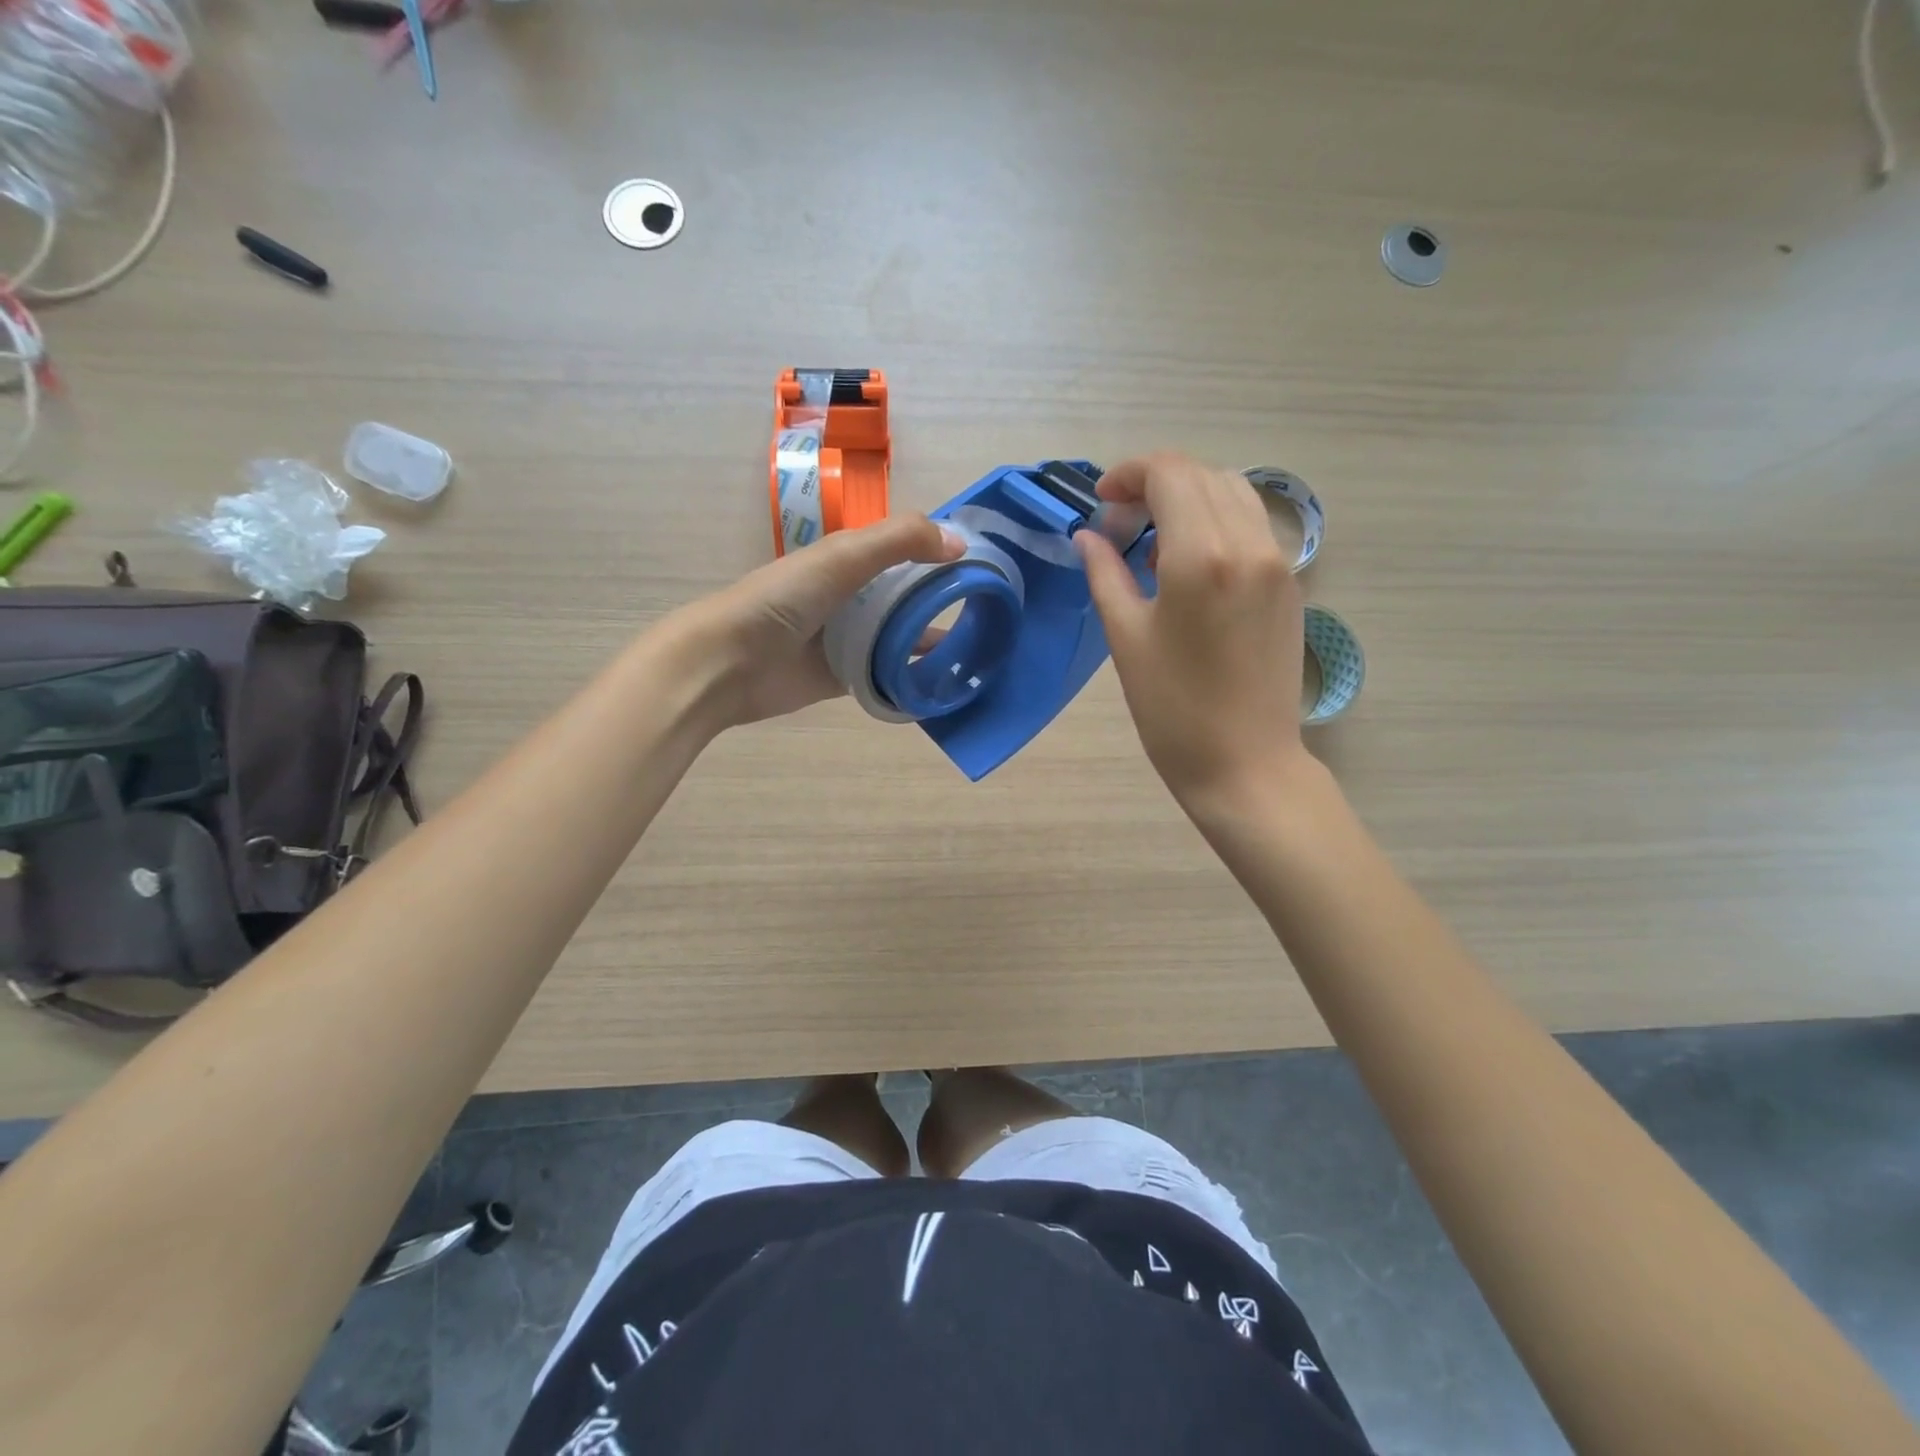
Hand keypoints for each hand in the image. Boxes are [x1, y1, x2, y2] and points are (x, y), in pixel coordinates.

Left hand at [680, 515, 962, 726]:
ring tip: (976, 652)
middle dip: (943, 602)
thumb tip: (960, 543)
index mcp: (850, 559)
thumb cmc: (785, 599)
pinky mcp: (844, 678)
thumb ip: (900, 541)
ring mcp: (848, 639)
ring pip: (900, 636)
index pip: (906, 549)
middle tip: (992, 616)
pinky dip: (910, 676)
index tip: (986, 567)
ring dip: (932, 641)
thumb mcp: (844, 556)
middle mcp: (852, 596)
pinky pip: (886, 674)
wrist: (731, 662)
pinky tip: (941, 683)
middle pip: (907, 595)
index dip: (941, 553)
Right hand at [1076, 452, 1307, 810]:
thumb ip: (1105, 574)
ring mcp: (1278, 562)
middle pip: (1203, 475)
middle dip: (1155, 483)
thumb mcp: (1127, 638)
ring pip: (1234, 493)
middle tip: (1119, 521)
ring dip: (1189, 497)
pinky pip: (1252, 526)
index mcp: (1204, 556)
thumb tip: (1088, 536)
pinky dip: (1216, 522)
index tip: (1101, 503)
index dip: (1129, 474)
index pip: (1170, 474)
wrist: (1246, 764)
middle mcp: (1249, 544)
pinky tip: (1190, 563)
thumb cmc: (1172, 710)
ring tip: (1153, 541)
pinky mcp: (1290, 584)